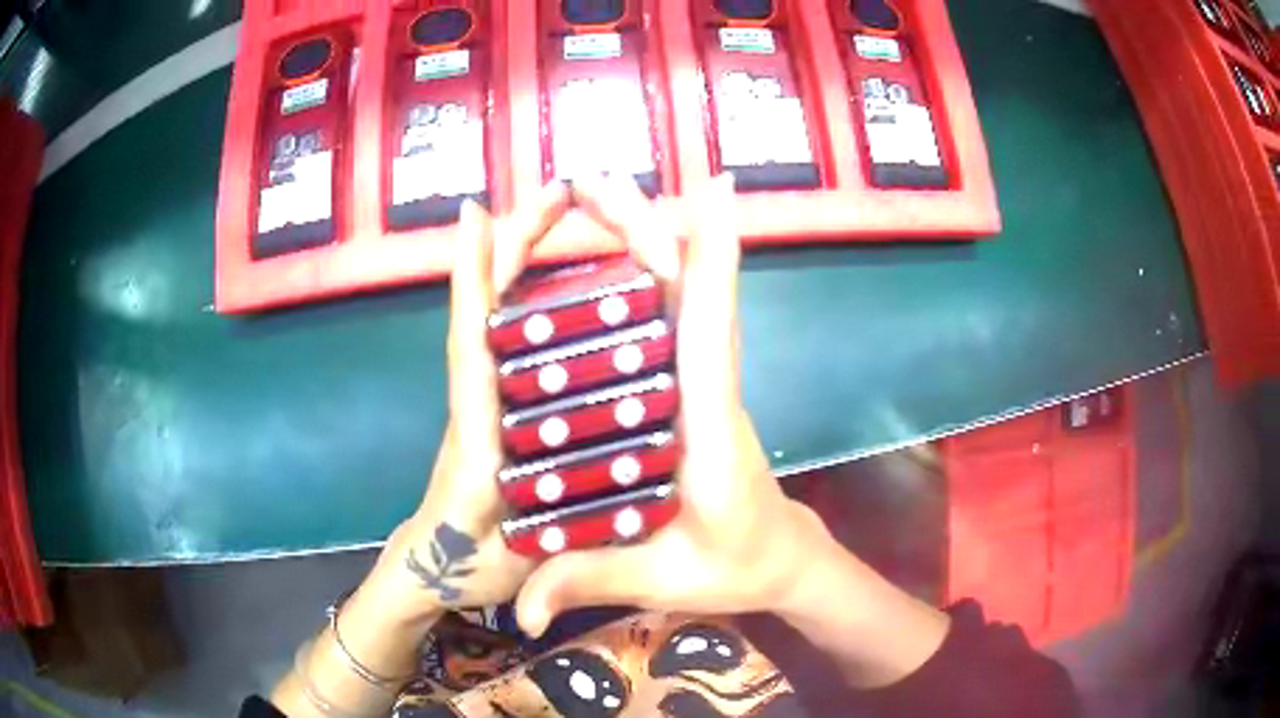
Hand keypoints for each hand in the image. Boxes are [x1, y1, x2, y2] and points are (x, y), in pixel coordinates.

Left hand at [360, 182, 573, 624]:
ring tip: (576, 216)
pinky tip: (582, 281)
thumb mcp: (508, 556)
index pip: (472, 345)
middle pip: (492, 307)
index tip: (477, 215)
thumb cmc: (470, 564)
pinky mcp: (503, 405)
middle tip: (560, 190)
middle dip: (516, 244)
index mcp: (481, 433)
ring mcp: (493, 399)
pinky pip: (524, 340)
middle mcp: (484, 401)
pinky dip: (545, 298)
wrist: (442, 568)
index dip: (473, 281)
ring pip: (508, 315)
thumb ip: (531, 539)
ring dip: (531, 260)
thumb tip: (547, 503)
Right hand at [513, 174, 844, 635]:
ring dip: (647, 234)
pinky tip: (618, 244)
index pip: (711, 333)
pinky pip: (675, 314)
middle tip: (594, 178)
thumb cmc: (735, 566)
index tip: (711, 190)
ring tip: (597, 194)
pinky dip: (652, 267)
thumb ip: (589, 581)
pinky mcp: (693, 386)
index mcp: (709, 433)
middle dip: (649, 224)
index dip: (712, 258)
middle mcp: (710, 391)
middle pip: (690, 290)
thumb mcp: (663, 582)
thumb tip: (519, 609)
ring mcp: (703, 384)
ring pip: (683, 292)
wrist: (780, 559)